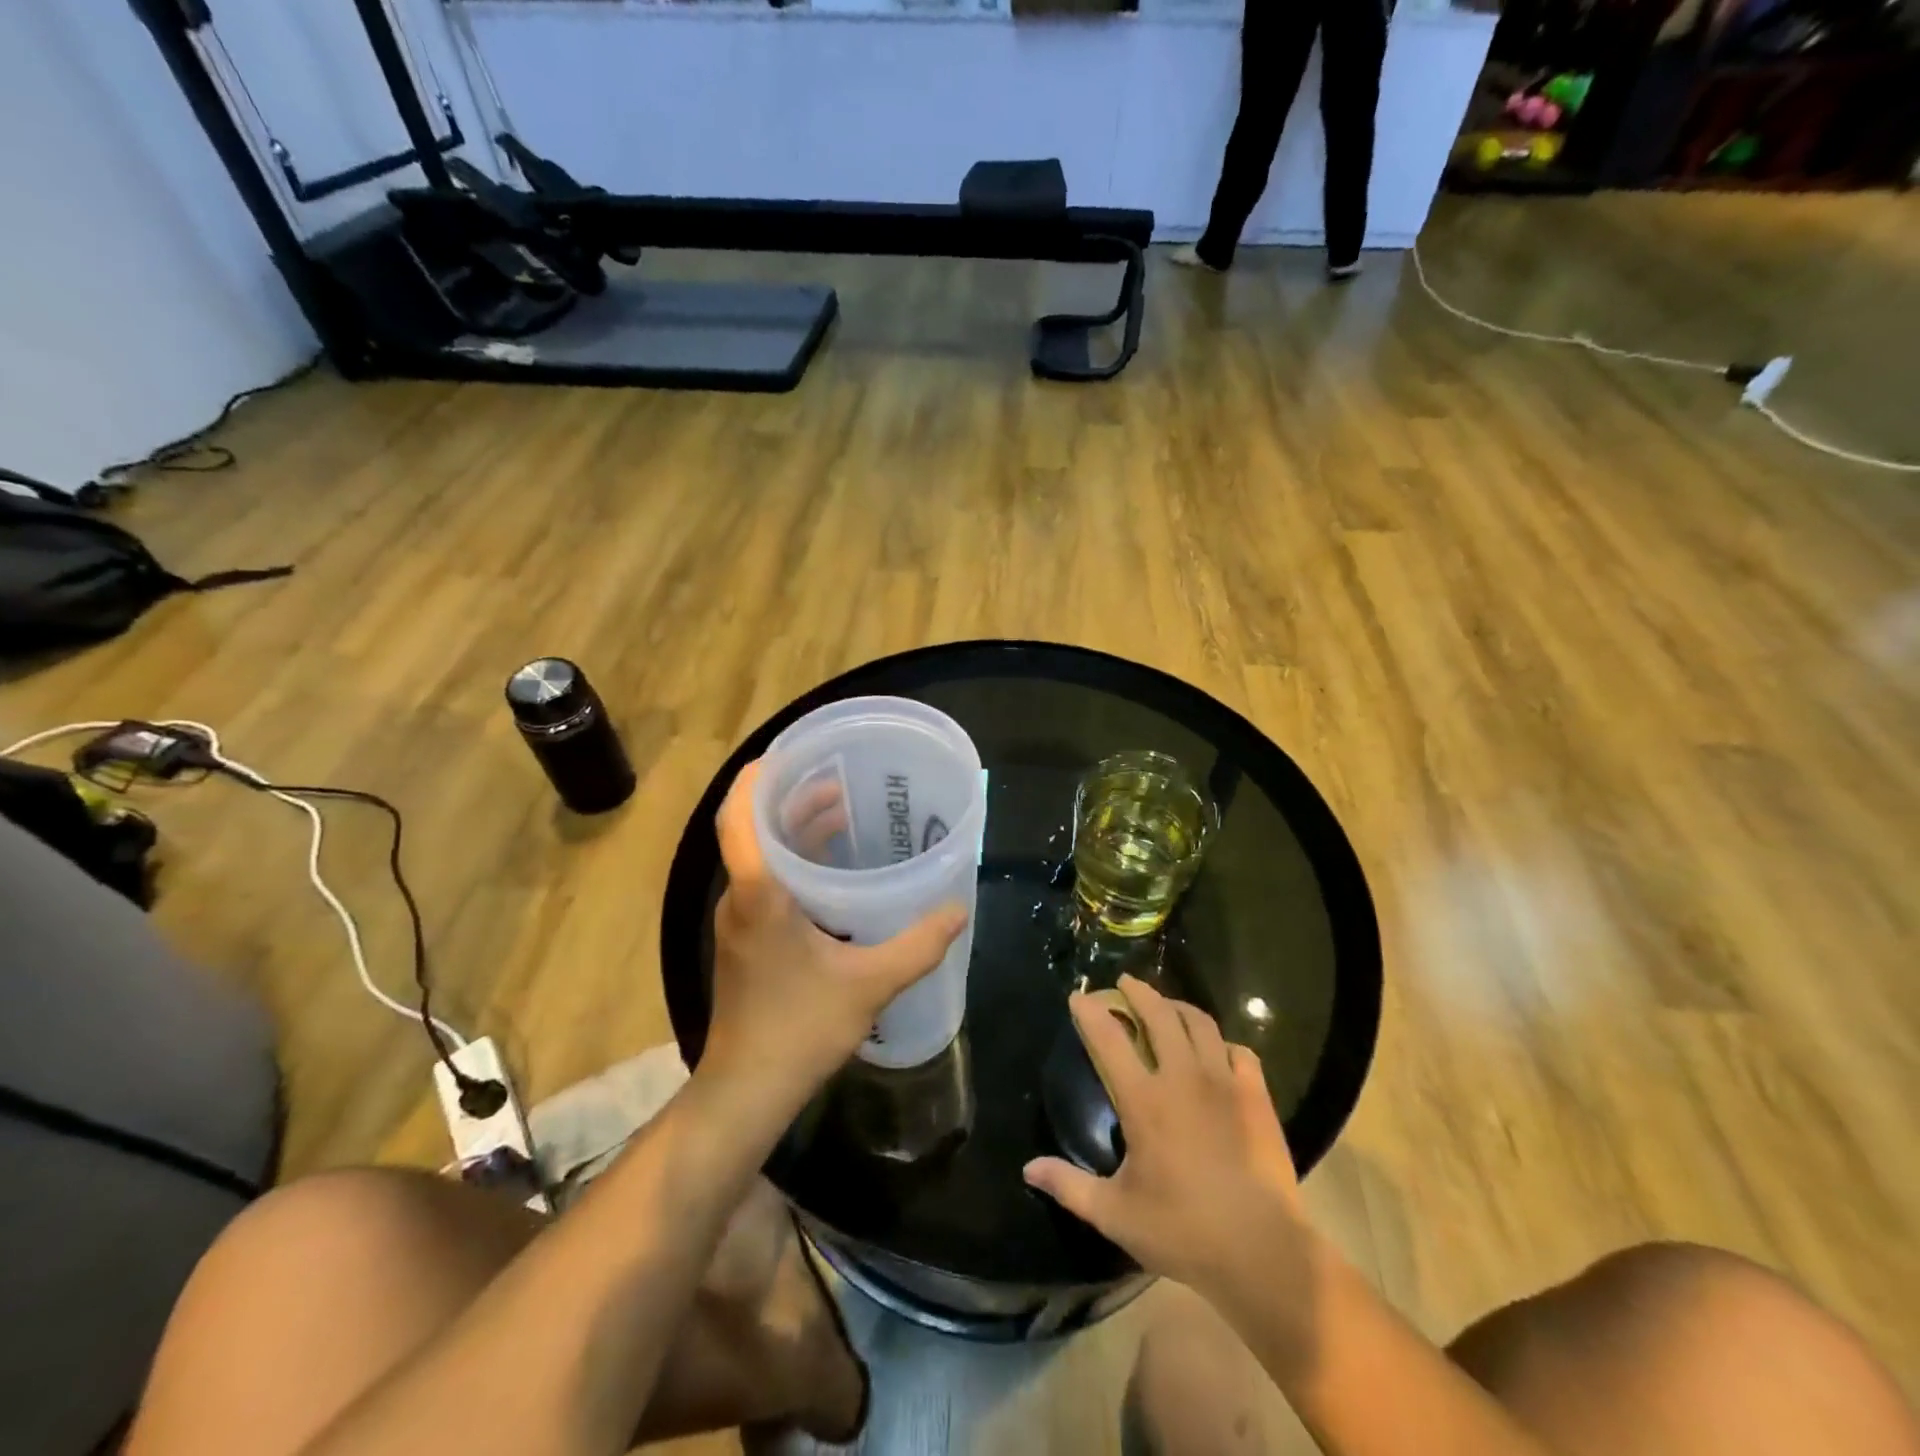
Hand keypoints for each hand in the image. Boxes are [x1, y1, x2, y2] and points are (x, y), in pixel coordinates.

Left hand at [700, 760, 967, 1111]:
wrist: (748, 1088)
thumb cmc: (800, 1028)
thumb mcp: (870, 984)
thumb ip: (918, 945)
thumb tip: (958, 910)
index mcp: (759, 894)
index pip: (739, 817)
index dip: (757, 778)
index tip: (789, 754)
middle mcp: (740, 898)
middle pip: (752, 829)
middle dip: (790, 798)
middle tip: (836, 781)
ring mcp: (738, 921)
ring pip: (758, 856)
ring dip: (793, 830)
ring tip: (839, 812)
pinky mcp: (745, 940)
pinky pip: (764, 881)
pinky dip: (793, 862)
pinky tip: (832, 872)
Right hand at [1023, 975, 1305, 1305]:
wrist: (1262, 1252)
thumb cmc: (1182, 1231)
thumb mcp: (1115, 1214)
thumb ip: (1069, 1186)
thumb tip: (1028, 1168)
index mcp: (1145, 1101)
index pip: (1109, 1039)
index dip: (1090, 1012)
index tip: (1079, 995)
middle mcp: (1183, 1078)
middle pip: (1159, 1015)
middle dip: (1139, 992)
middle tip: (1126, 983)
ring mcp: (1224, 1083)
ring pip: (1200, 1024)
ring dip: (1178, 1008)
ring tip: (1167, 1006)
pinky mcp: (1256, 1097)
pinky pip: (1240, 1052)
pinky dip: (1223, 1044)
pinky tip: (1217, 1052)